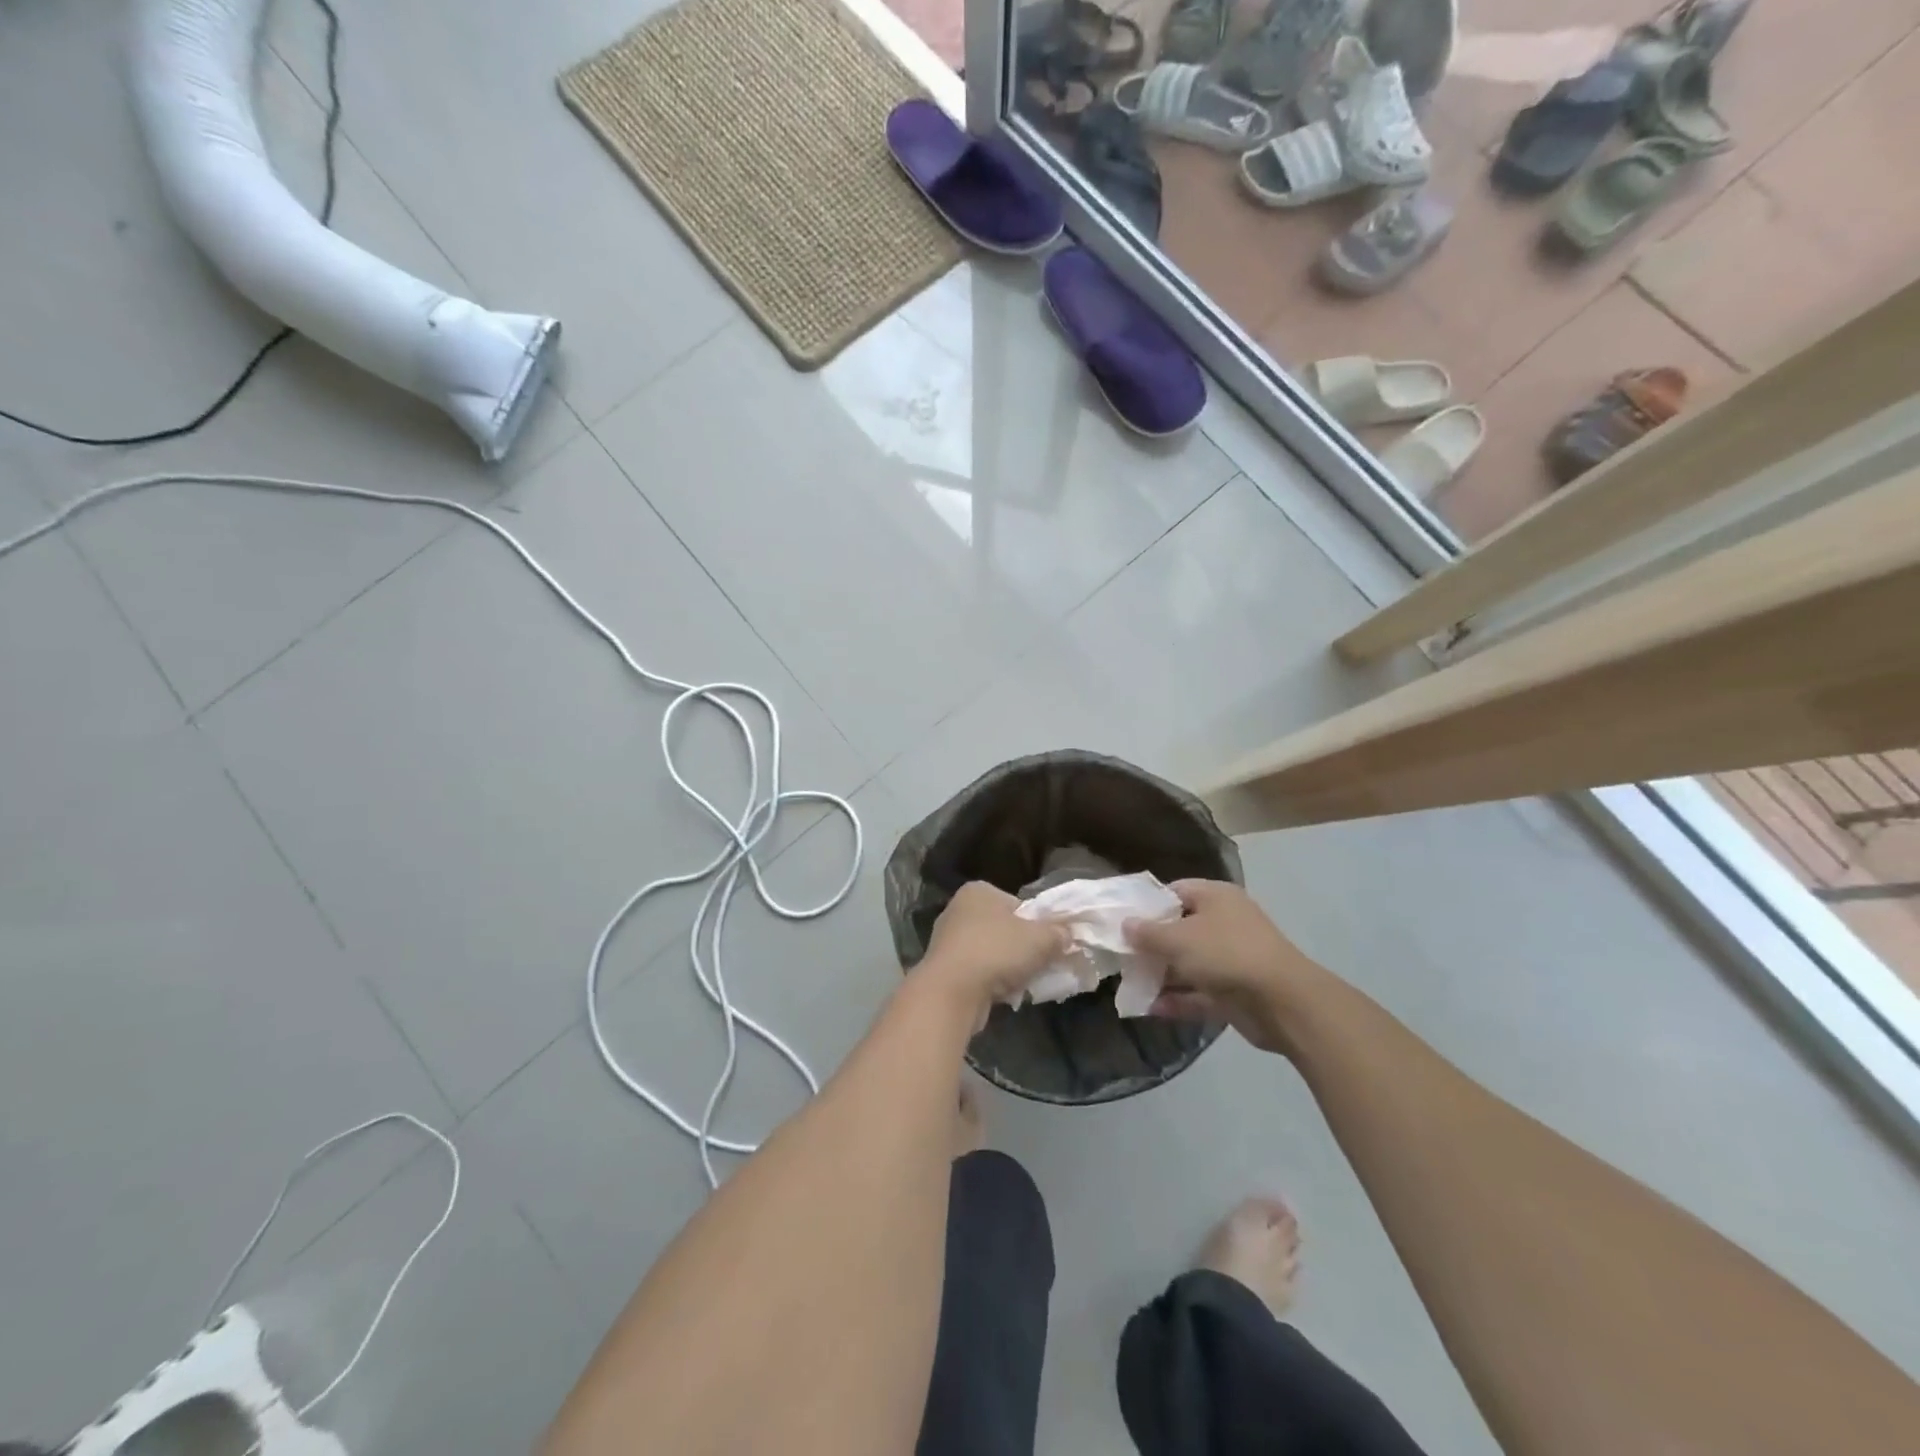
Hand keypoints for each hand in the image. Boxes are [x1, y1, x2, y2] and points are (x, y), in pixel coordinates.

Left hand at [915, 882, 1071, 1027]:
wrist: (951, 992)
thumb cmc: (996, 951)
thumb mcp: (1041, 938)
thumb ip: (1058, 933)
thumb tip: (1067, 934)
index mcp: (979, 891)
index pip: (1018, 904)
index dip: (1038, 924)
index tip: (1050, 944)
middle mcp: (959, 909)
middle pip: (1005, 928)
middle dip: (1024, 947)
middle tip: (1042, 964)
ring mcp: (948, 940)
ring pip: (992, 952)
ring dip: (1009, 967)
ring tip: (1025, 983)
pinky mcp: (944, 968)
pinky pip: (978, 971)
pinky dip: (992, 981)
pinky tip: (1005, 994)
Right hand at [1125, 881, 1325, 1056]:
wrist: (1282, 1002)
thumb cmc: (1226, 954)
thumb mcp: (1178, 938)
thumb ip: (1147, 933)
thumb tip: (1125, 925)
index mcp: (1215, 897)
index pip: (1175, 891)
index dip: (1147, 904)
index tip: (1121, 919)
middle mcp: (1224, 923)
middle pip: (1179, 929)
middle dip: (1150, 944)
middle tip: (1120, 954)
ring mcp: (1230, 959)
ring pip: (1188, 963)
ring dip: (1161, 974)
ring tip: (1128, 983)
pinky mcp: (1234, 992)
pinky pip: (1199, 992)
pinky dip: (1177, 999)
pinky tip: (1148, 1008)